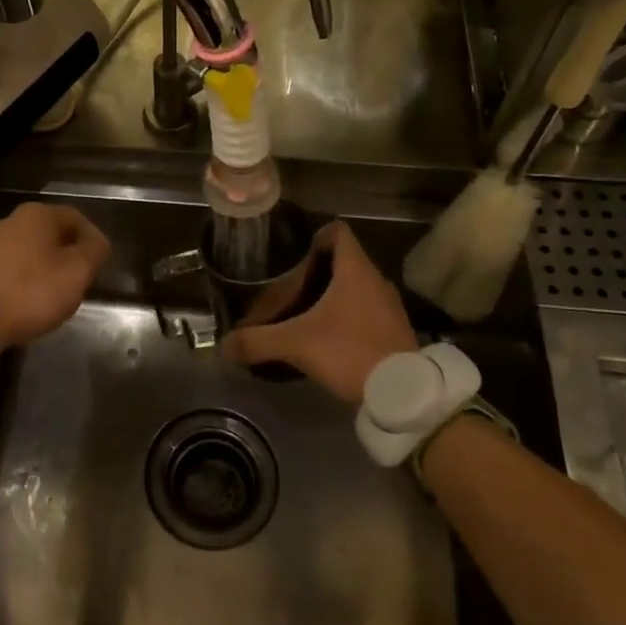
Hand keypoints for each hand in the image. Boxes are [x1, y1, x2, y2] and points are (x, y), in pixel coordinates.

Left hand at [0, 203, 110, 350]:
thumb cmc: (30, 292)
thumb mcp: (77, 272)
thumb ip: (94, 251)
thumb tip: (97, 241)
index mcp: (37, 214)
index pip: (76, 218)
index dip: (92, 240)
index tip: (98, 267)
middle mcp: (10, 220)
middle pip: (50, 234)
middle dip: (67, 255)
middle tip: (78, 282)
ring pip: (29, 251)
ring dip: (44, 269)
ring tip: (52, 296)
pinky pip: (9, 268)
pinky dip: (22, 281)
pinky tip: (25, 302)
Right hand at [220, 222, 416, 404]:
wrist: (402, 394)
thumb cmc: (349, 352)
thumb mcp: (296, 344)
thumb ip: (258, 341)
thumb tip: (224, 346)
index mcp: (355, 270)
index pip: (337, 231)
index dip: (313, 236)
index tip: (292, 254)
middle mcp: (376, 280)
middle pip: (343, 260)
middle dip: (315, 271)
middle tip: (287, 286)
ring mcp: (389, 306)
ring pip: (355, 287)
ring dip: (332, 295)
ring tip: (303, 312)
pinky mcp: (395, 330)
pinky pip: (366, 310)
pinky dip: (347, 316)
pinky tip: (327, 336)